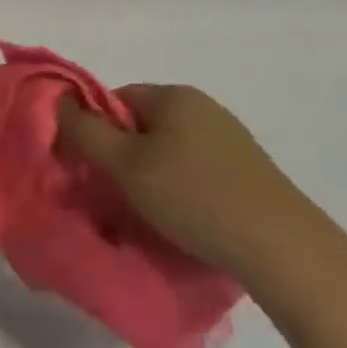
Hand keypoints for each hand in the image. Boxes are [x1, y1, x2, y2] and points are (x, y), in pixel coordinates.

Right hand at [57, 85, 325, 285]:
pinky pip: (197, 170)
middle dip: (124, 156)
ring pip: (169, 150)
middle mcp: (204, 107)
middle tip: (117, 194)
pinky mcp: (249, 172)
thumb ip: (86, 131)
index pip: (114, 100)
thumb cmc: (195, 198)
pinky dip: (182, 190)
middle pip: (142, 124)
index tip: (94, 169)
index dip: (96, 131)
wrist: (286, 251)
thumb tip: (59, 101)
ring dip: (152, 176)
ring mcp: (231, 139)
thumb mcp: (126, 165)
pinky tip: (186, 220)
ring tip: (151, 213)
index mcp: (174, 95)